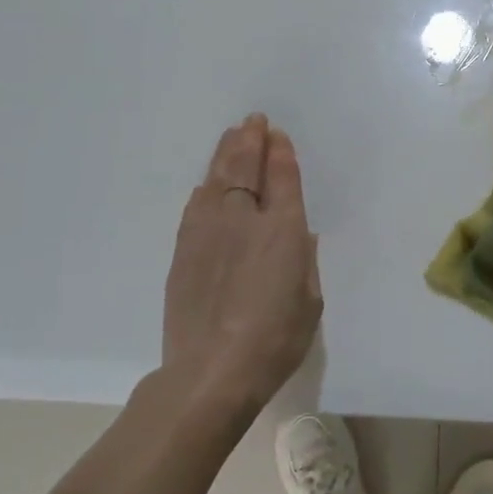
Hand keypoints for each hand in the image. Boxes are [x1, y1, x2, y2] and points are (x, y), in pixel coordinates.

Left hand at [159, 114, 321, 420]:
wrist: (210, 372)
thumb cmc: (275, 340)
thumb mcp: (309, 302)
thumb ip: (304, 262)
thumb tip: (297, 235)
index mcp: (283, 231)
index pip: (282, 178)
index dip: (281, 153)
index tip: (277, 135)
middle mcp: (244, 220)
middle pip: (246, 168)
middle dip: (251, 141)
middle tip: (253, 121)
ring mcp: (208, 233)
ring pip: (216, 180)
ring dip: (225, 155)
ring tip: (231, 137)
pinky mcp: (182, 251)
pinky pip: (195, 207)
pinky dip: (204, 189)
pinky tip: (206, 183)